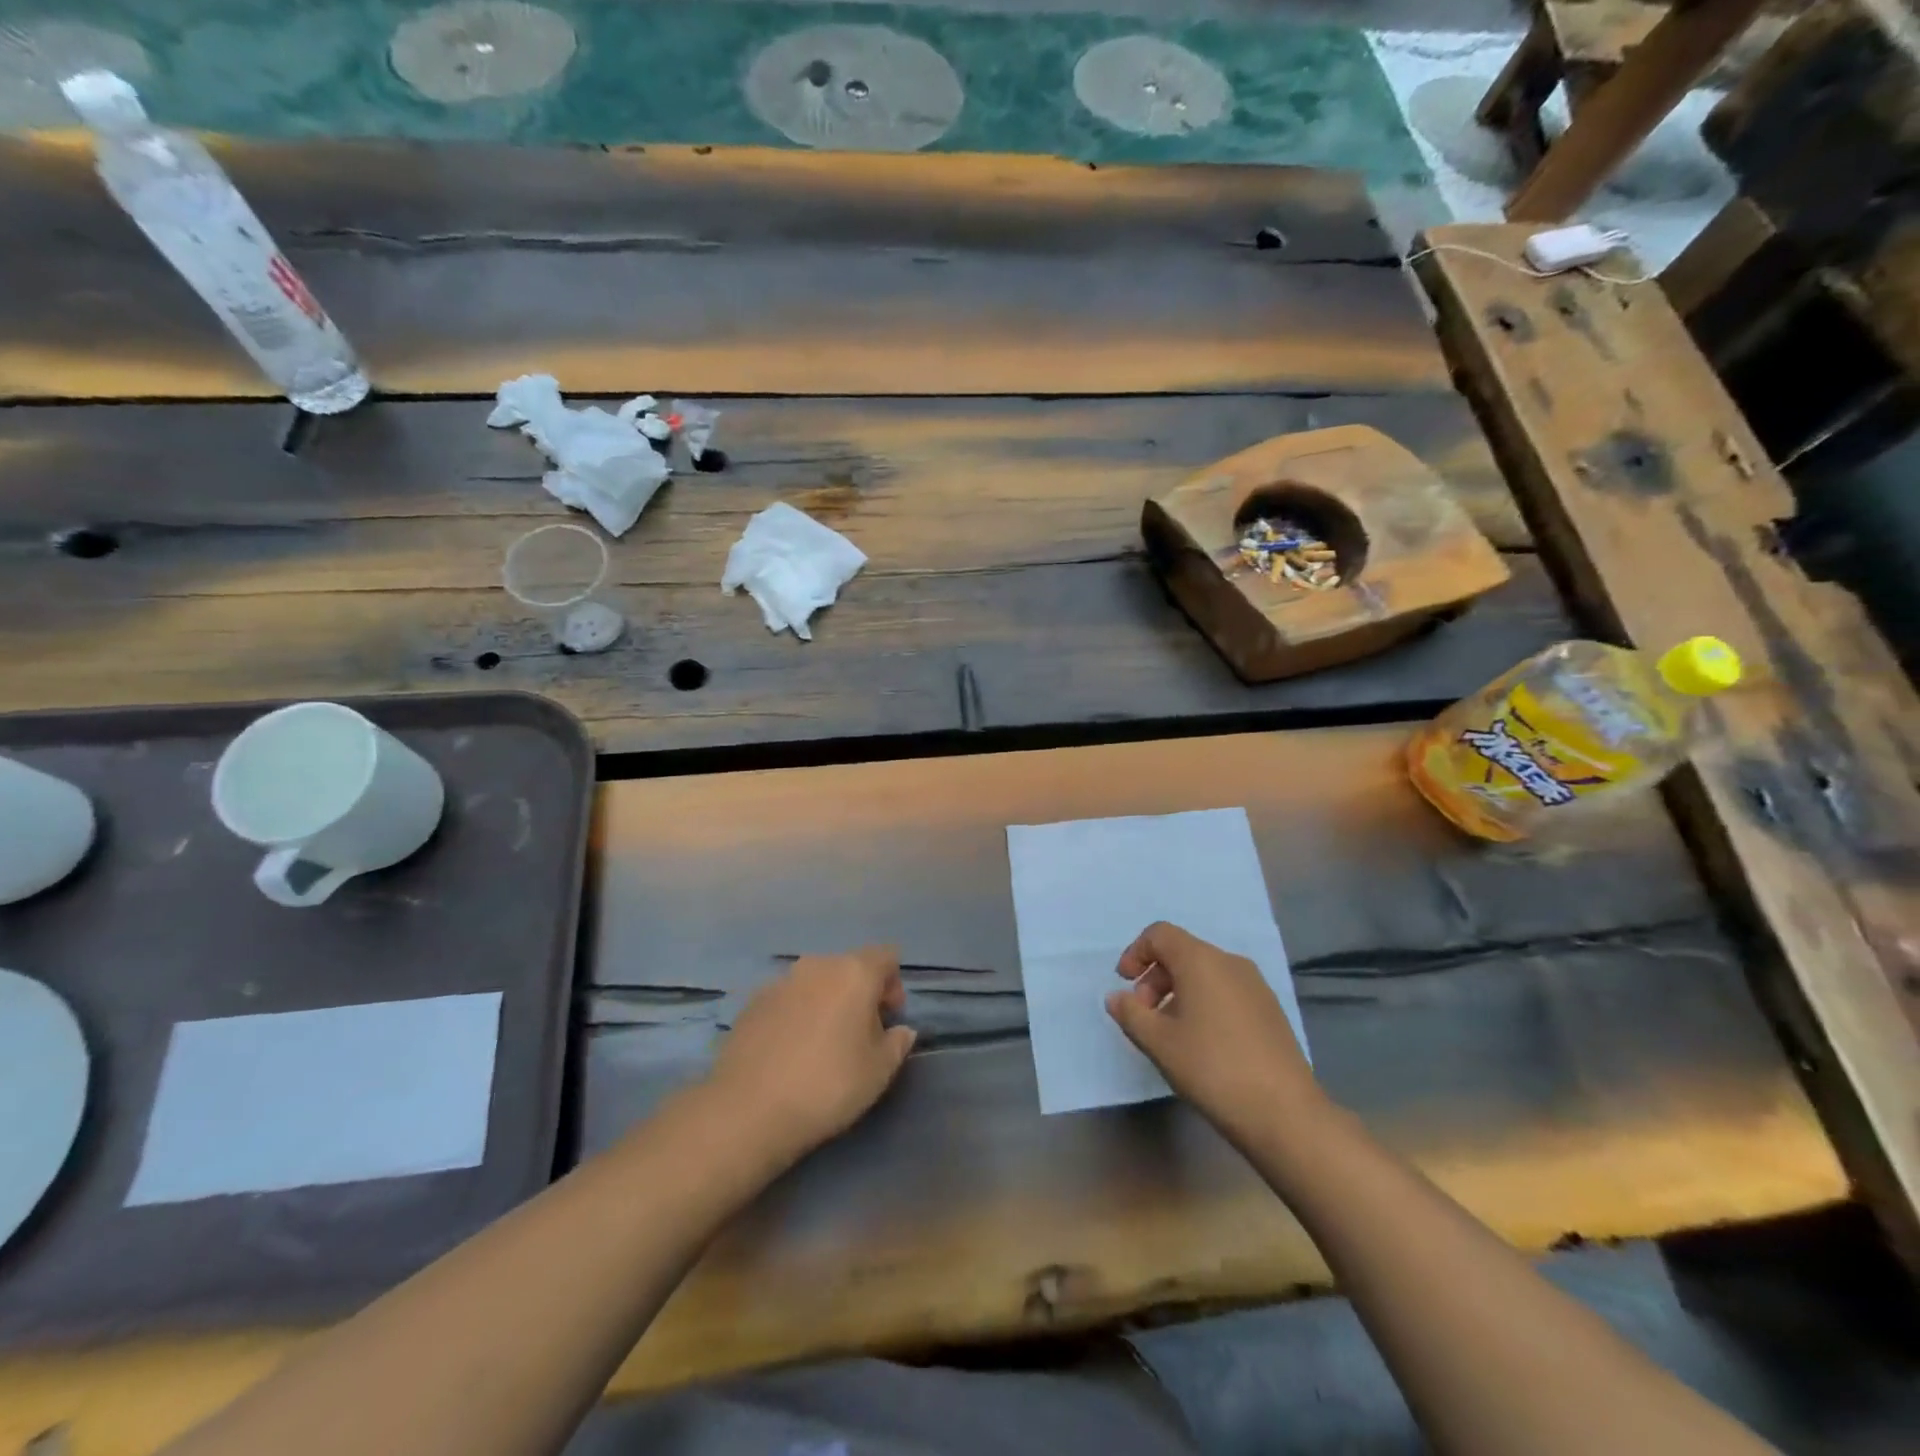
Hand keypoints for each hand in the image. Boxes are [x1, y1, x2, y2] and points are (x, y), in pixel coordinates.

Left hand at [706, 947, 917, 1163]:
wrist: (748, 1109)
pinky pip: (787, 999)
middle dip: (860, 993)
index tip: (890, 1018)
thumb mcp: (879, 1072)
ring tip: (822, 1043)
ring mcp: (780, 981)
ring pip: (816, 982)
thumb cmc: (828, 1085)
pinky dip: (796, 1014)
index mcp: (854, 972)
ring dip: (826, 1001)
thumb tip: (901, 1030)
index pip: (886, 956)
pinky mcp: (751, 1002)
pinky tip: (789, 1050)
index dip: (894, 983)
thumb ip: (897, 1043)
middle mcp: (817, 965)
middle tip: (860, 1034)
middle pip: (849, 966)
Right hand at [1106, 921, 1320, 1137]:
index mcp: (1201, 960)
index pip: (1160, 934)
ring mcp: (1255, 985)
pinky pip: (1226, 990)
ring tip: (1171, 1032)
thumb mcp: (1159, 1042)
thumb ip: (1131, 1013)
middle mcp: (1230, 962)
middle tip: (1144, 1016)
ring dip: (1178, 992)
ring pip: (1205, 973)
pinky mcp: (1270, 1009)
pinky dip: (1204, 1002)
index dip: (1136, 953)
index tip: (1124, 984)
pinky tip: (1203, 1042)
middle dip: (1155, 978)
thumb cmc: (1212, 1067)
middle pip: (1182, 952)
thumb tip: (1117, 997)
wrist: (1284, 1112)